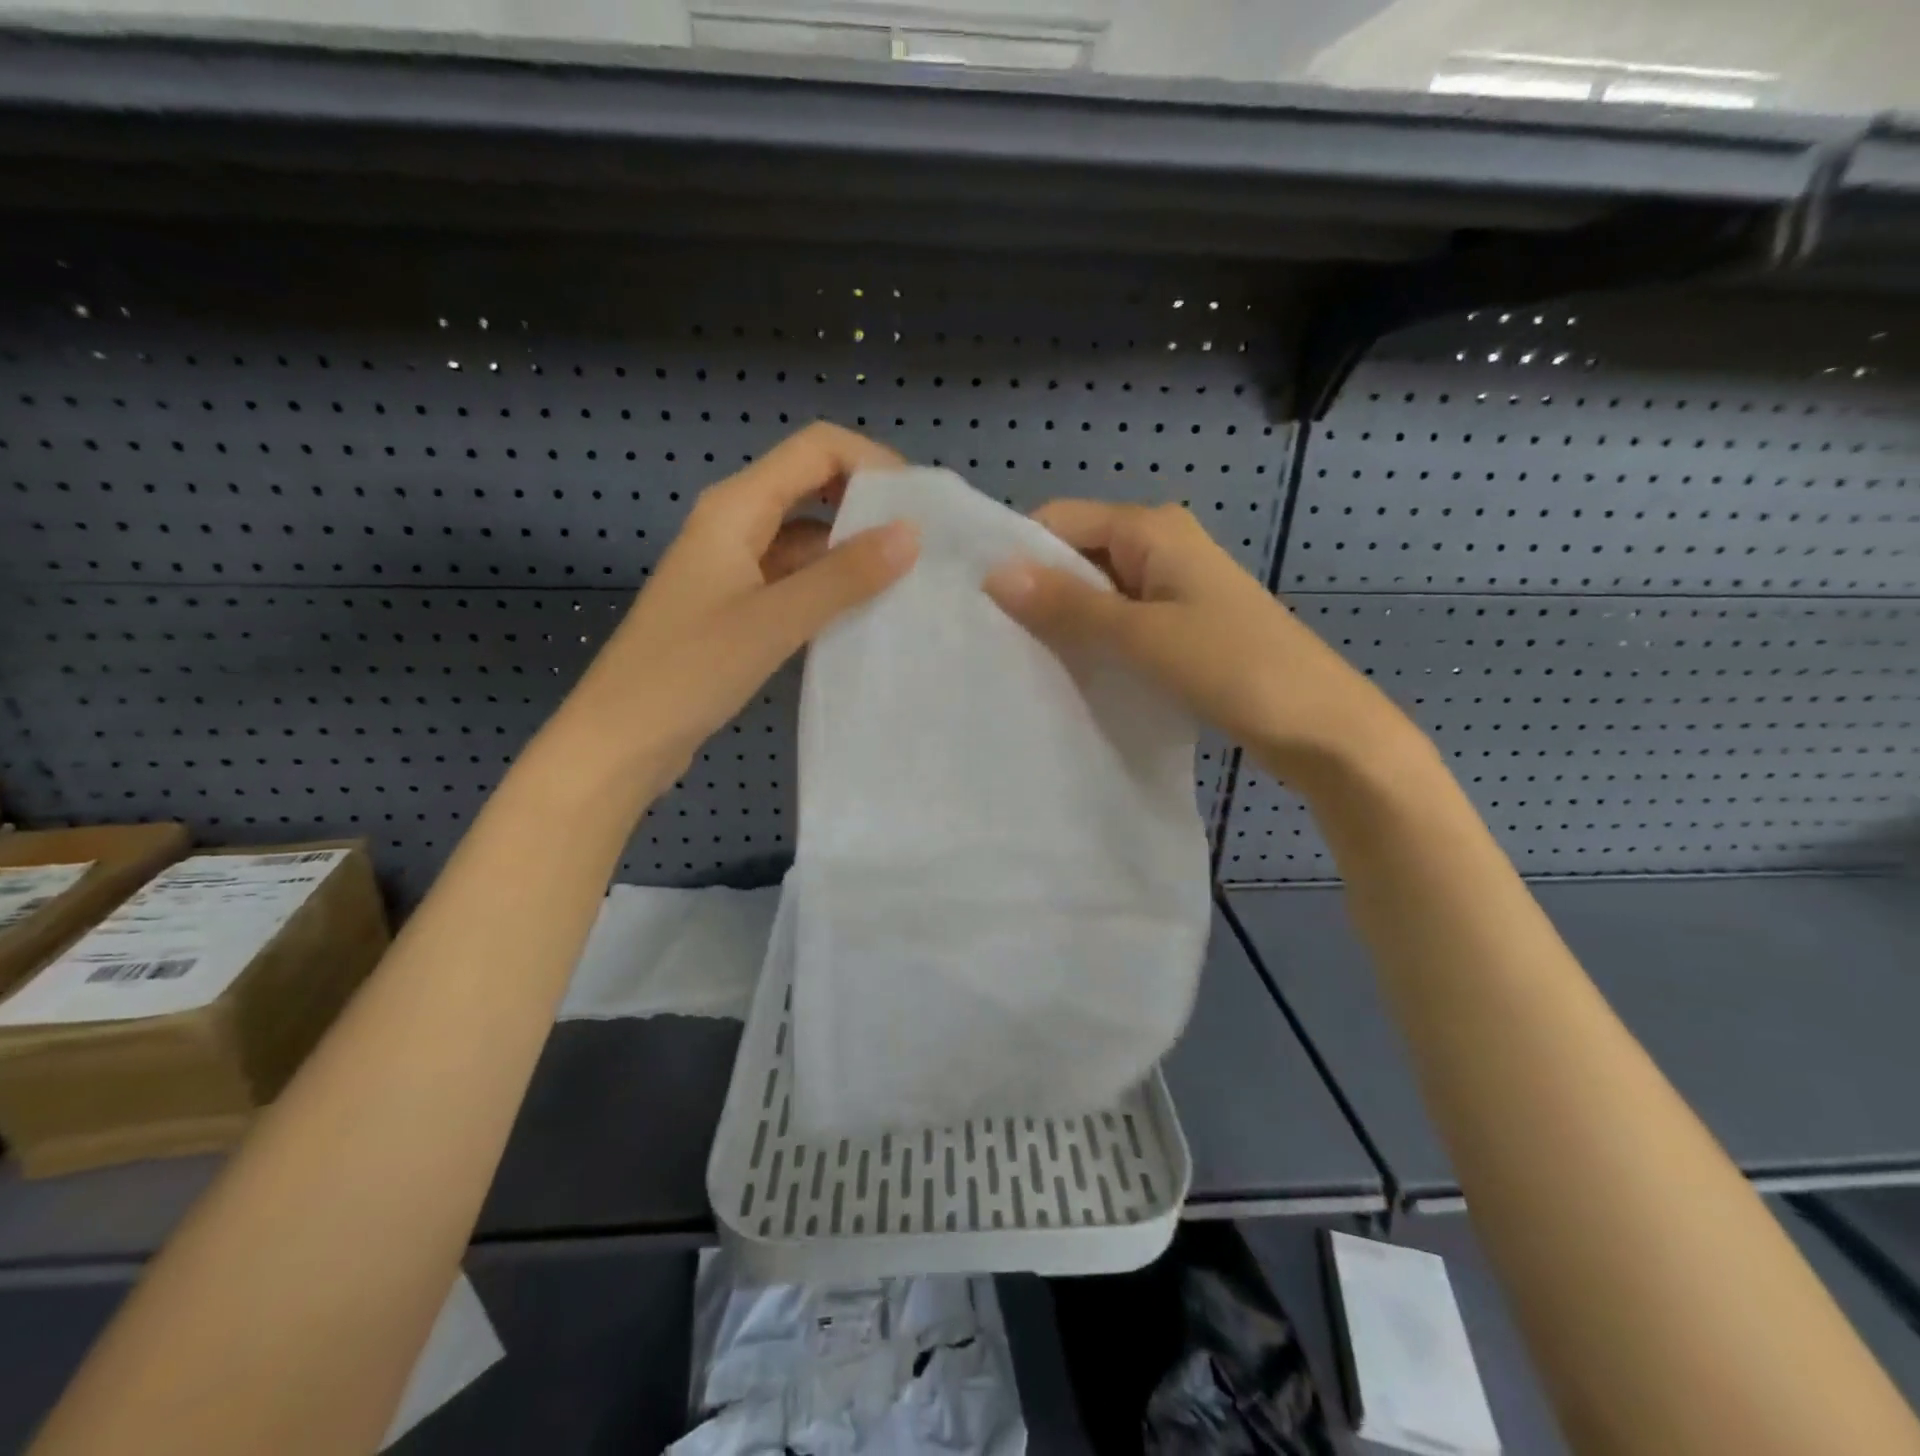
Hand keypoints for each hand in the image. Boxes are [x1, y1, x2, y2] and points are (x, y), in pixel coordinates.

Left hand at [547, 423, 918, 801]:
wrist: (623, 738)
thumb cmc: (689, 671)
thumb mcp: (774, 620)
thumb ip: (843, 577)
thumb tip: (910, 534)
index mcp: (736, 507)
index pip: (816, 449)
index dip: (873, 463)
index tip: (919, 506)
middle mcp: (736, 524)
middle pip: (813, 486)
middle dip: (869, 505)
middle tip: (923, 544)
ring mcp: (736, 567)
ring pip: (808, 538)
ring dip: (854, 551)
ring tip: (908, 581)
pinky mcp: (740, 606)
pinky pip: (797, 579)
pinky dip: (832, 587)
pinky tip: (866, 613)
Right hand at [984, 500, 1420, 792]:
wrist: (1321, 726)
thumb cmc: (1235, 668)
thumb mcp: (1142, 635)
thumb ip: (1068, 605)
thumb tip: (994, 574)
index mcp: (1153, 528)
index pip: (1060, 520)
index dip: (1019, 554)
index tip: (978, 602)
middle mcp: (1161, 546)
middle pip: (1077, 554)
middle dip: (1038, 590)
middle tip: (992, 638)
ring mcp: (1173, 588)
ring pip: (1098, 592)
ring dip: (1064, 620)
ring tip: (1020, 658)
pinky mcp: (1180, 626)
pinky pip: (1120, 621)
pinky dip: (1093, 640)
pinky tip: (1068, 671)